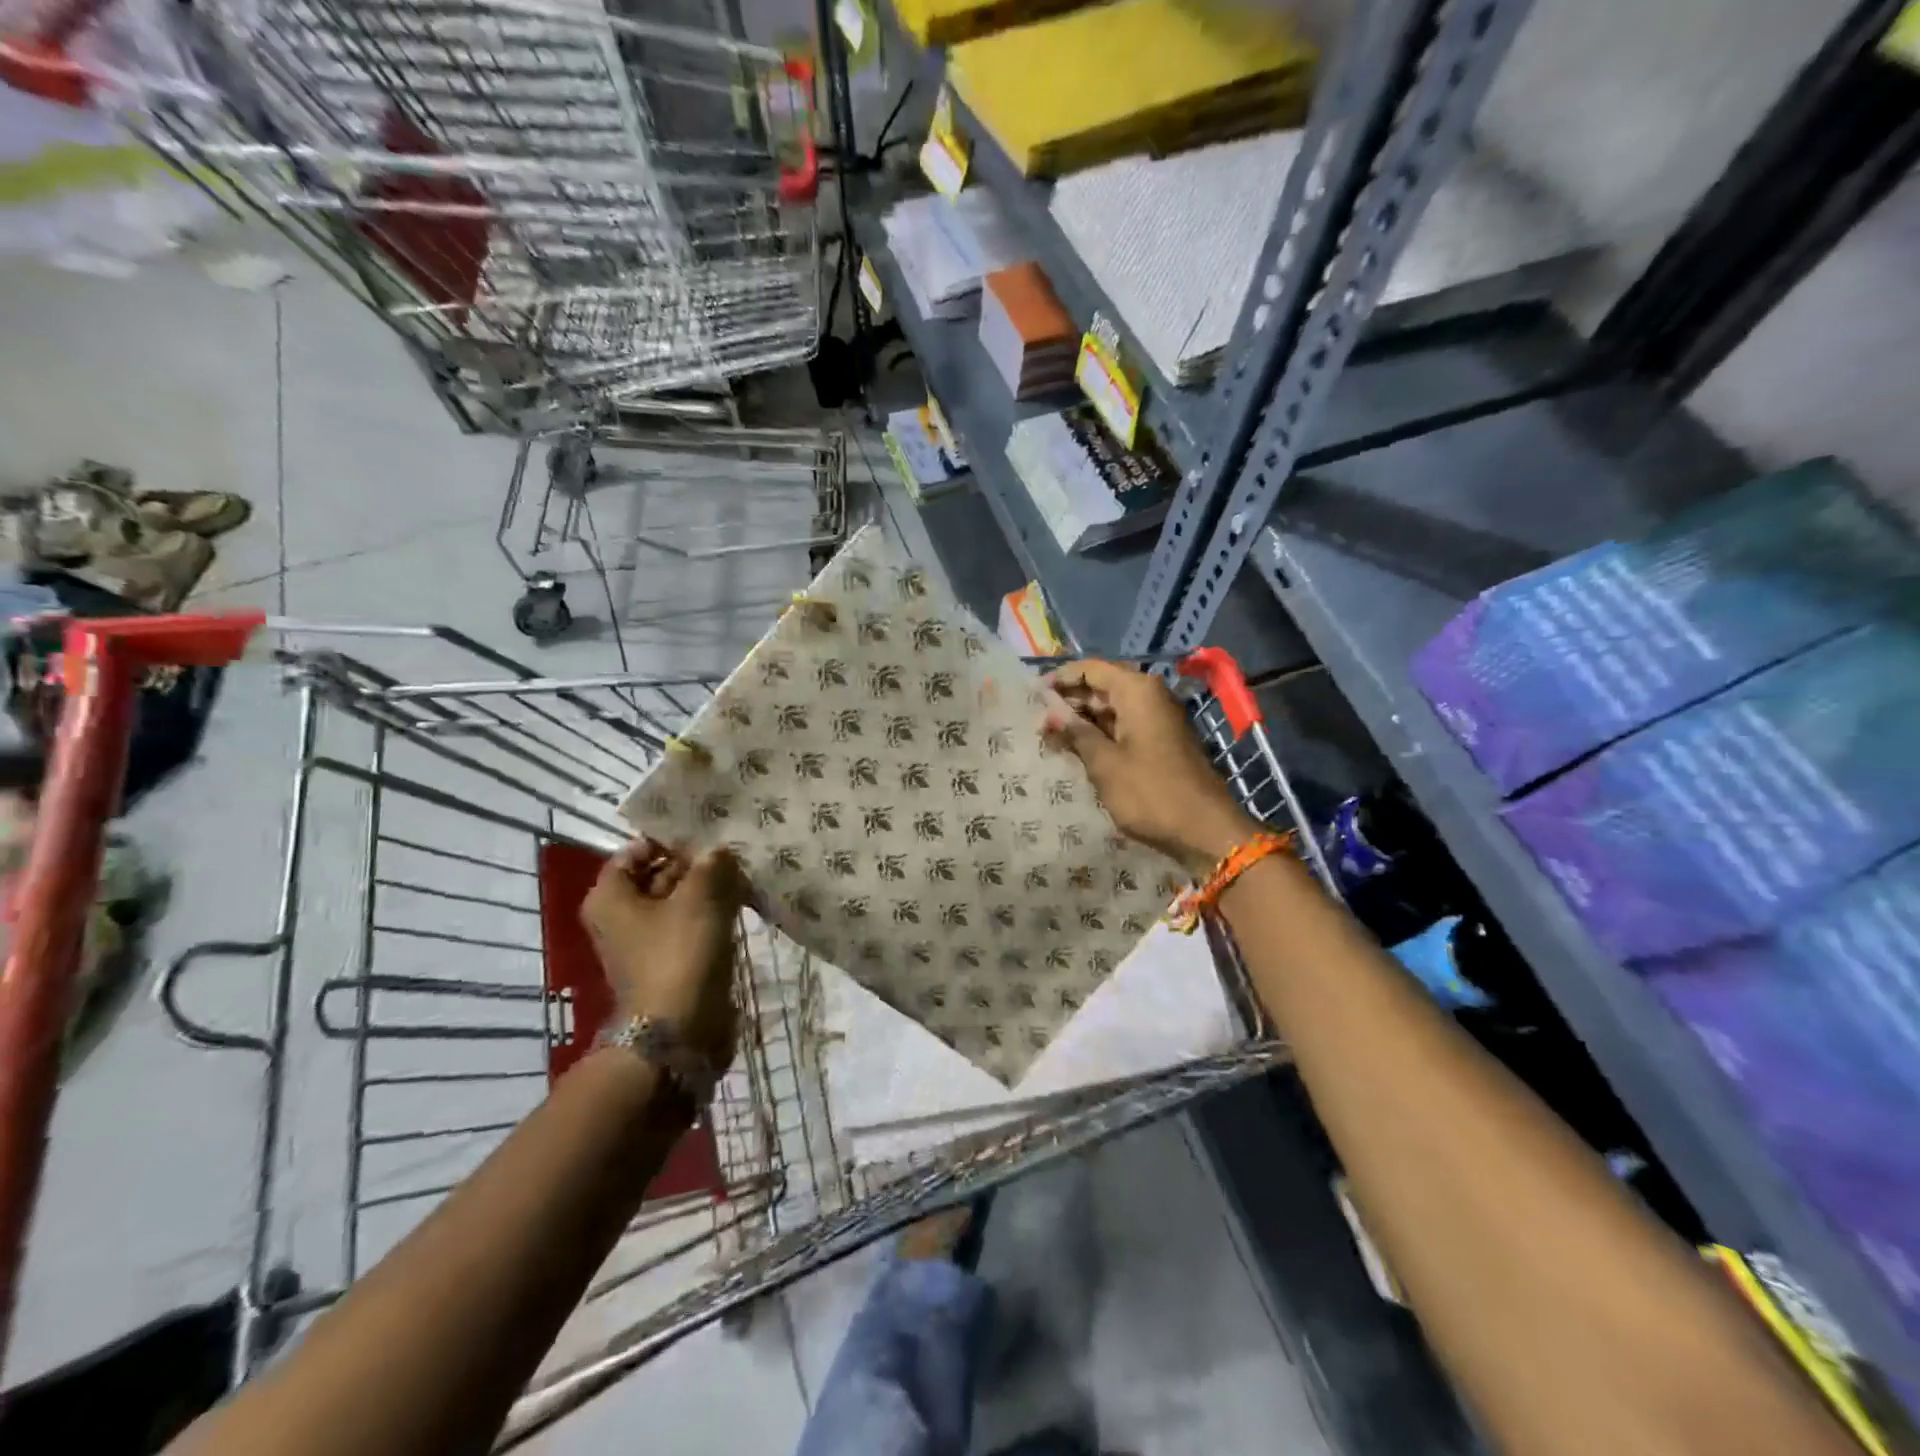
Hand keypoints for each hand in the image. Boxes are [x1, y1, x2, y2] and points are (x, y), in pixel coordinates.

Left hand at [581, 839, 742, 1070]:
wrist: (679, 1028)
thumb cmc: (679, 954)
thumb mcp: (698, 898)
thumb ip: (710, 865)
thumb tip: (719, 850)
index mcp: (610, 897)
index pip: (635, 851)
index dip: (668, 839)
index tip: (704, 831)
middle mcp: (620, 917)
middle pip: (657, 876)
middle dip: (693, 863)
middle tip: (730, 848)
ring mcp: (645, 942)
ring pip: (677, 901)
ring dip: (706, 888)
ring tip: (741, 871)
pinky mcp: (670, 960)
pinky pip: (689, 925)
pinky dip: (710, 913)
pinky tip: (739, 900)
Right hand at [1042, 660, 1260, 875]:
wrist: (1205, 830)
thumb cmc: (1150, 793)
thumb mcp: (1104, 763)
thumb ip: (1075, 733)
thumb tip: (1050, 712)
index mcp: (1137, 691)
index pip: (1091, 669)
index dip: (1060, 679)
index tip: (1032, 696)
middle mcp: (1150, 696)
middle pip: (1102, 687)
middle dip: (1069, 702)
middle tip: (1037, 721)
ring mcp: (1158, 720)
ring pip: (1112, 709)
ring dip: (1083, 721)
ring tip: (1050, 738)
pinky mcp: (1161, 742)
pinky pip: (1124, 728)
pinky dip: (1101, 735)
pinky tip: (1077, 751)